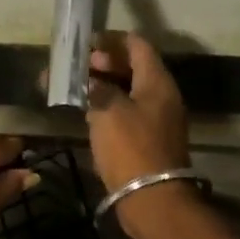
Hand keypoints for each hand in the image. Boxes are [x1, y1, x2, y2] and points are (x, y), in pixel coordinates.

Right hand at [84, 33, 193, 234]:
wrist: (152, 199)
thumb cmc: (130, 147)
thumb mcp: (107, 111)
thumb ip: (96, 88)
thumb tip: (88, 79)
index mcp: (157, 82)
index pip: (137, 45)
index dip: (112, 40)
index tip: (86, 44)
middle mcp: (162, 95)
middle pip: (134, 66)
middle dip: (105, 63)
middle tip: (78, 68)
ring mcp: (158, 118)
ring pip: (130, 90)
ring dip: (105, 85)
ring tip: (77, 89)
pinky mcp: (150, 139)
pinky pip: (129, 111)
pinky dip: (110, 105)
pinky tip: (88, 112)